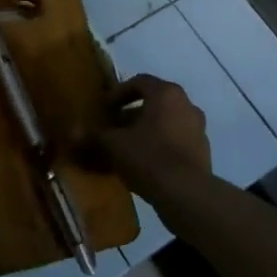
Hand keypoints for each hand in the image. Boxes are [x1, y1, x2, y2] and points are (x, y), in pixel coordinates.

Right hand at [97, 75, 210, 196]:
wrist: (186, 193)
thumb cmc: (148, 157)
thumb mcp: (114, 145)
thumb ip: (95, 136)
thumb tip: (74, 133)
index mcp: (166, 93)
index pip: (139, 82)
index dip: (118, 93)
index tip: (104, 109)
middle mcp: (186, 104)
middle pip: (154, 102)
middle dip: (130, 114)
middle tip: (112, 128)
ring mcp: (198, 128)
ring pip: (165, 122)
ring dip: (145, 131)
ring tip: (125, 148)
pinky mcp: (202, 151)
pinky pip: (175, 140)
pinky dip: (159, 145)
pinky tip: (143, 164)